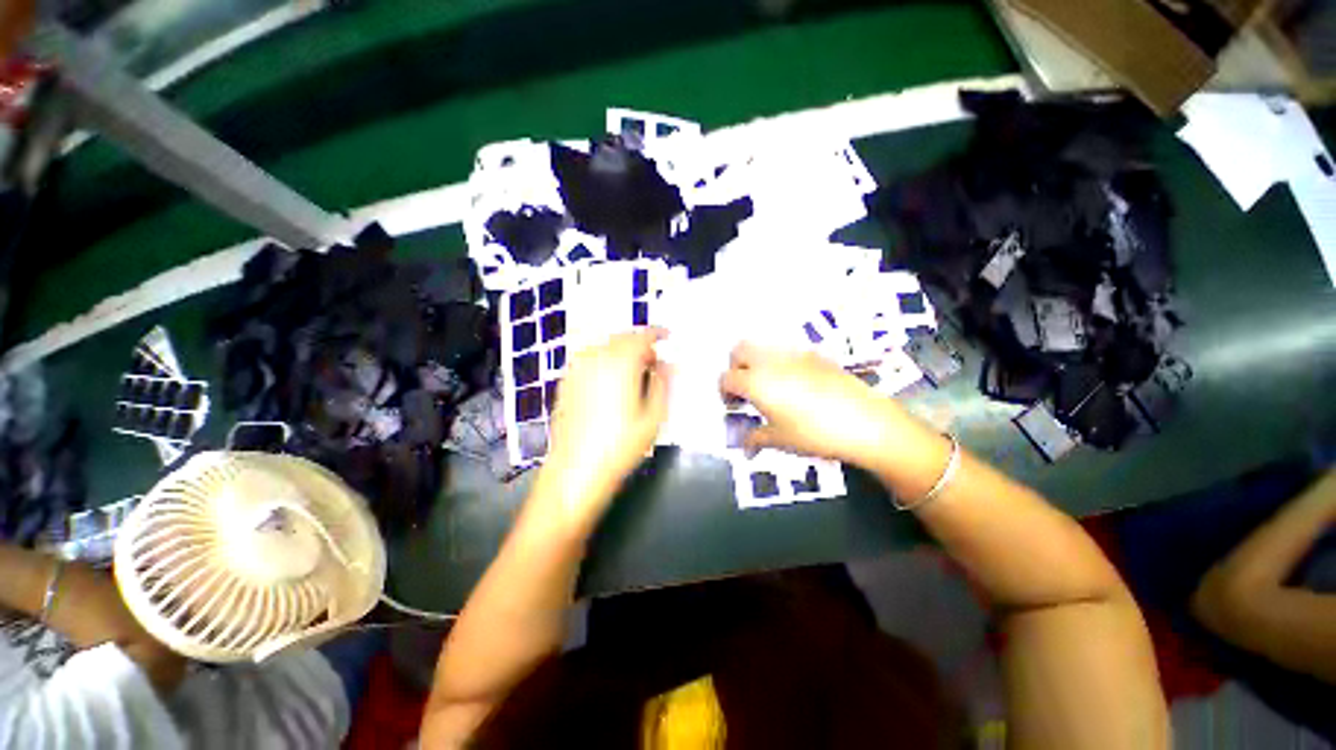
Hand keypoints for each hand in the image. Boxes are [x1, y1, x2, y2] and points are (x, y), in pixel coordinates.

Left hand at [533, 330, 669, 527]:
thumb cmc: (620, 446)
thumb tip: (667, 363)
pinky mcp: (566, 382)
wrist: (575, 472)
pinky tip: (611, 379)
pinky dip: (605, 359)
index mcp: (620, 364)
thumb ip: (662, 384)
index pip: (641, 336)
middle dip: (640, 342)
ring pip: (604, 346)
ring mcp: (577, 369)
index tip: (668, 337)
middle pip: (621, 337)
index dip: (656, 333)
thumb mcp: (653, 417)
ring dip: (622, 350)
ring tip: (635, 370)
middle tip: (654, 360)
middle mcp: (596, 359)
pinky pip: (589, 358)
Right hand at [719, 343, 916, 466]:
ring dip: (757, 362)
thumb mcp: (780, 440)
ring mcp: (793, 354)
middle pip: (739, 350)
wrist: (865, 421)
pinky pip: (787, 352)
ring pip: (763, 347)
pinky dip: (780, 363)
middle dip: (735, 367)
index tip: (733, 406)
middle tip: (746, 389)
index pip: (726, 378)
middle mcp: (770, 361)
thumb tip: (745, 445)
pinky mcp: (814, 354)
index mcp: (755, 382)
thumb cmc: (814, 434)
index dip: (724, 392)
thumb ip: (756, 438)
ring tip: (771, 387)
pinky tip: (796, 385)